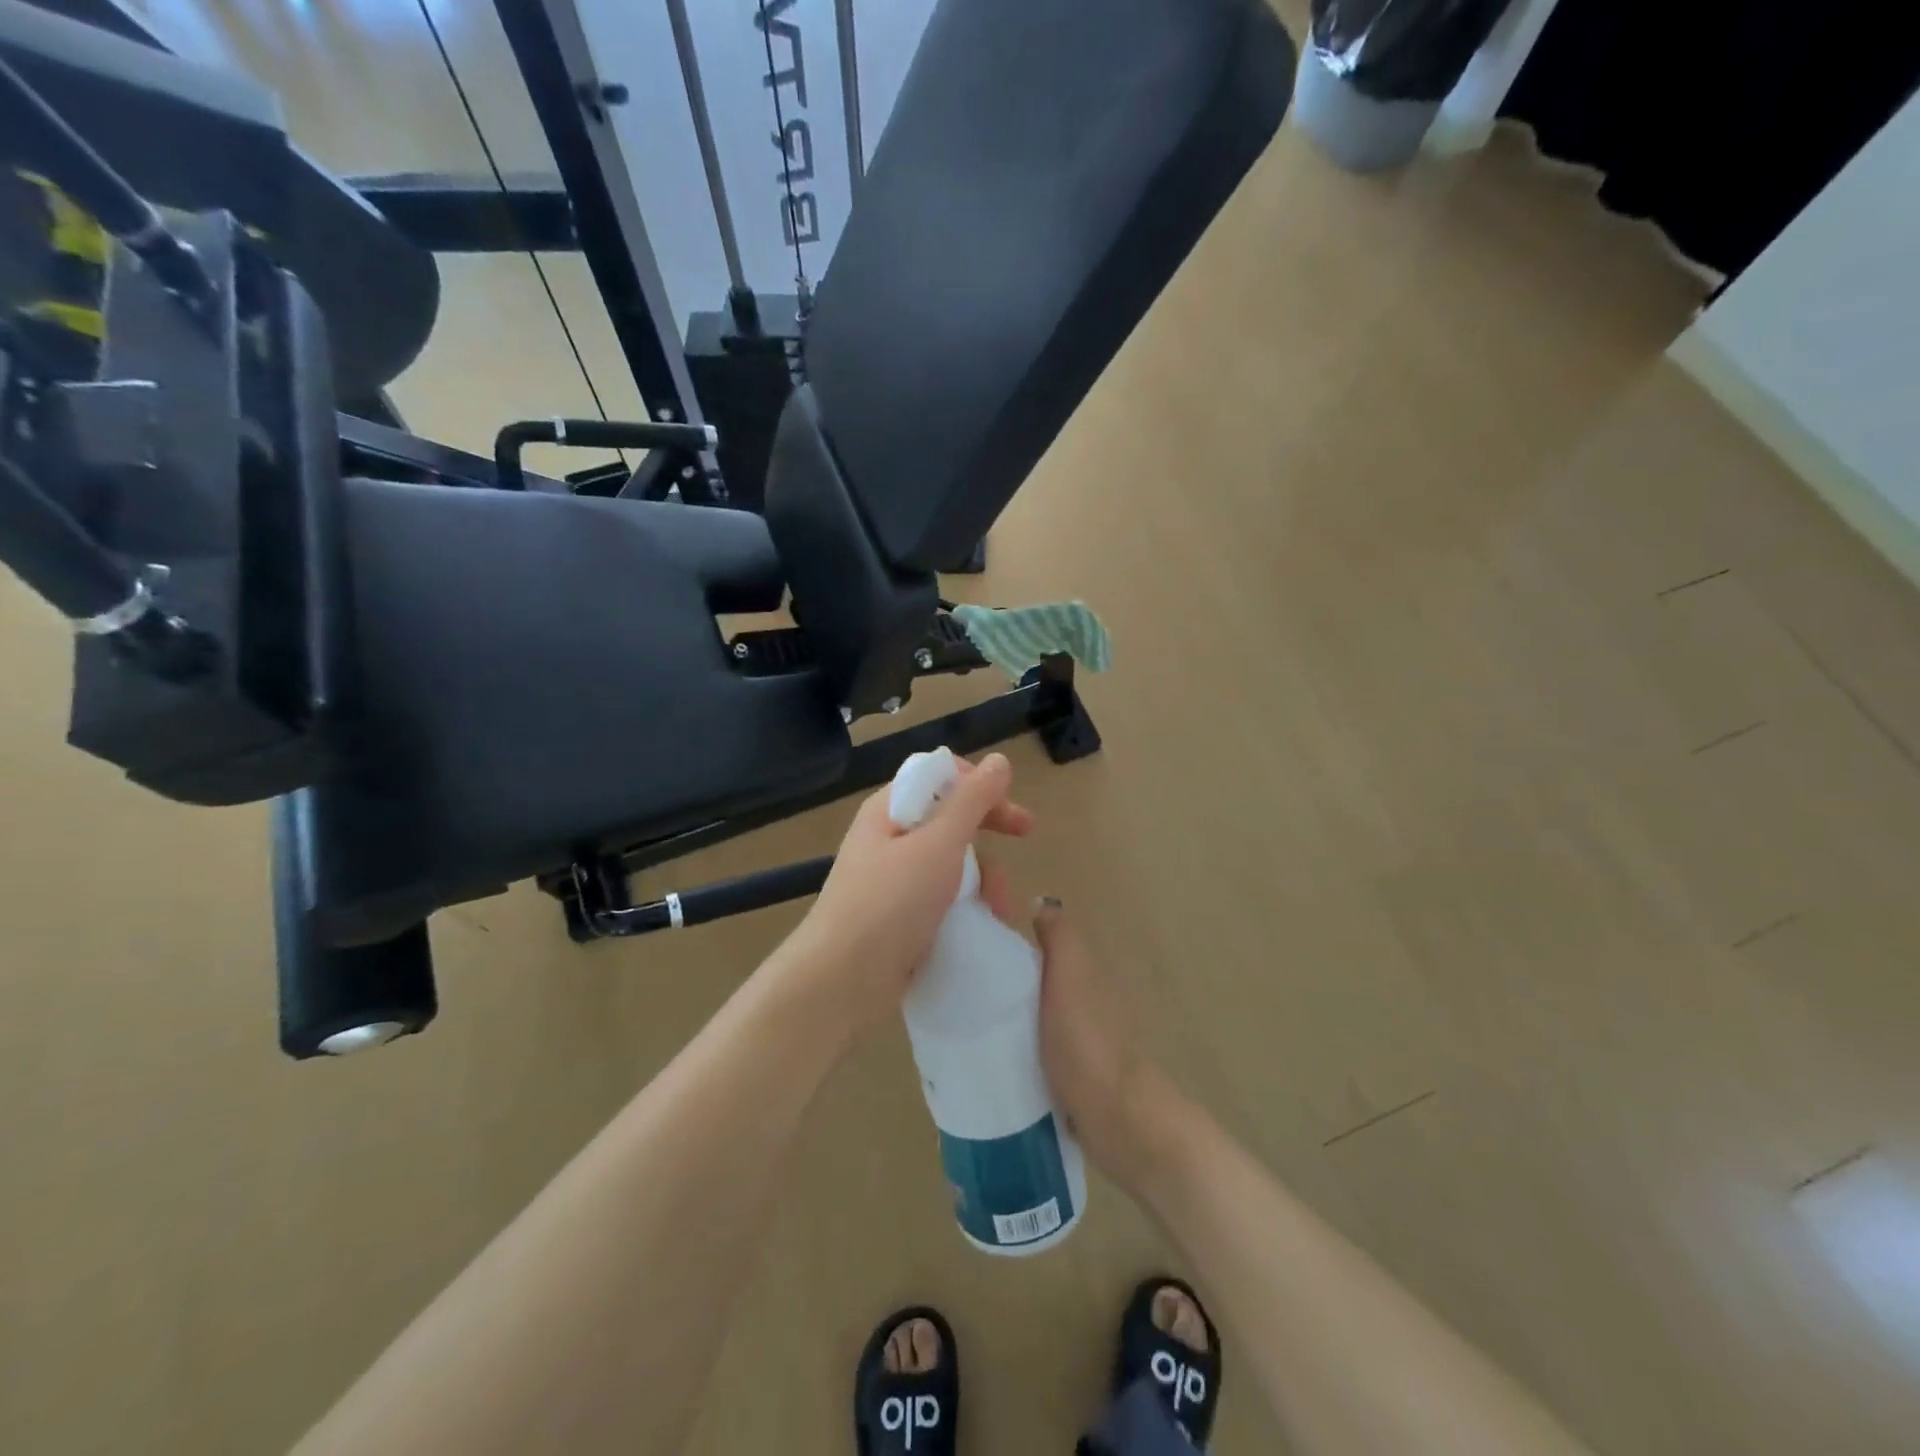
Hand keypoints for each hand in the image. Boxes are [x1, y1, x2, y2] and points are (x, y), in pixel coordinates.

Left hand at [781, 752, 1032, 1034]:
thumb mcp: (938, 844)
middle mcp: (889, 835)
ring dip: (982, 875)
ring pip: (950, 859)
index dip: (980, 785)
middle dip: (988, 829)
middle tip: (1026, 837)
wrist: (842, 979)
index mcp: (890, 808)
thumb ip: (971, 801)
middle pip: (948, 817)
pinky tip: (982, 921)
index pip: (940, 776)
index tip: (1011, 807)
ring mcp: (892, 877)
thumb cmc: (891, 902)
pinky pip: (940, 894)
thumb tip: (999, 761)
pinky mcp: (898, 913)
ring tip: (998, 906)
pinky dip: (965, 902)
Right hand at [974, 874, 1163, 1188]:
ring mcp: (1067, 1039)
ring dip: (997, 1012)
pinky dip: (1005, 1045)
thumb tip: (1039, 901)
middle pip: (1026, 977)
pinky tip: (976, 1052)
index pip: (1035, 941)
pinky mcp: (1058, 1074)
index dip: (1003, 933)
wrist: (1115, 1116)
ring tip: (951, 1017)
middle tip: (944, 979)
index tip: (960, 935)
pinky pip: (1024, 1048)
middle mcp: (1073, 1000)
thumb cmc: (1086, 1039)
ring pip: (1024, 1013)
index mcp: (1076, 971)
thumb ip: (1058, 937)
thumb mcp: (1070, 974)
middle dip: (992, 975)